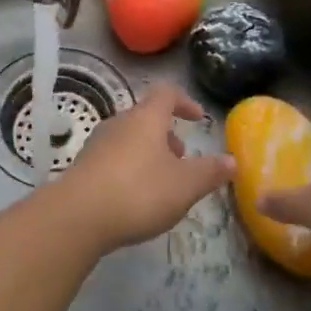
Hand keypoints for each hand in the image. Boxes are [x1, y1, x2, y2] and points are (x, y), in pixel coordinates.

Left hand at [52, 84, 234, 251]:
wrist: (77, 216)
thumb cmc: (138, 192)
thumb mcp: (185, 185)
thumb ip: (210, 172)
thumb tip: (232, 160)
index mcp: (146, 118)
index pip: (167, 93)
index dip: (185, 102)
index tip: (198, 119)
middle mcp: (119, 122)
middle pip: (146, 117)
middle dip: (167, 135)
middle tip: (182, 160)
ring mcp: (97, 143)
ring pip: (129, 138)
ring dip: (148, 152)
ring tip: (161, 182)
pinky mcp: (83, 166)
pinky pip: (113, 158)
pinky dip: (129, 168)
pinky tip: (134, 197)